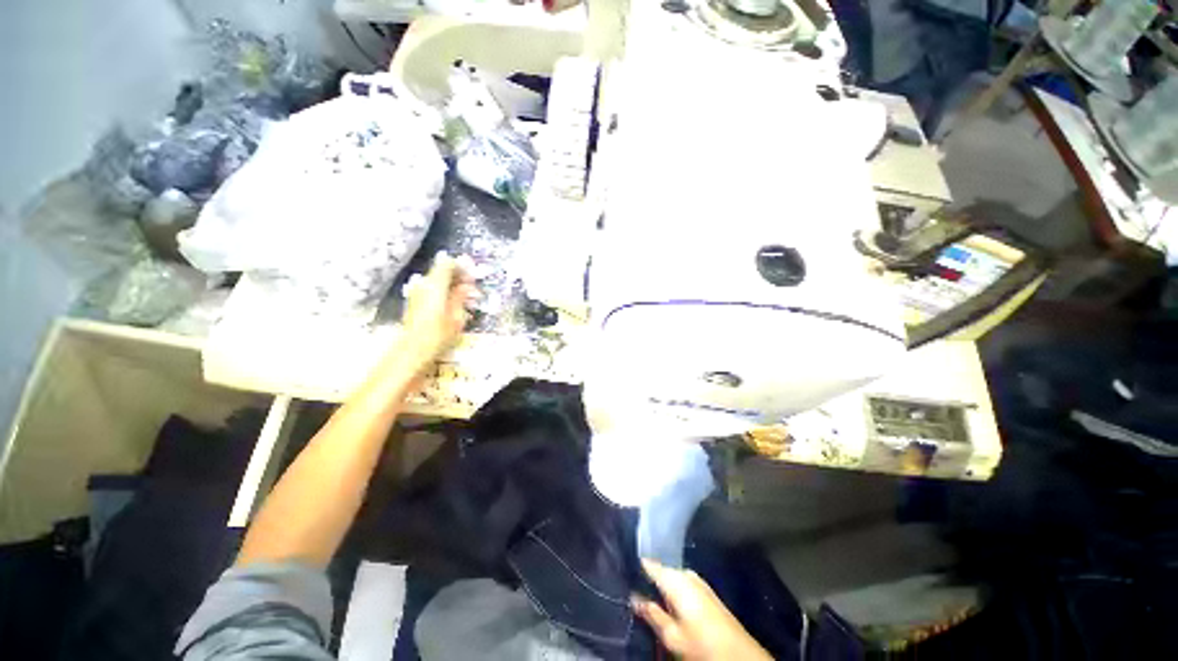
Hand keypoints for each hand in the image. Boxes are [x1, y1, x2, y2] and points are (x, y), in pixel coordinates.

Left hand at [397, 251, 479, 370]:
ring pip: (436, 280)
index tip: (473, 276)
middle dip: (458, 276)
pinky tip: (452, 304)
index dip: (462, 266)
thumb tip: (467, 286)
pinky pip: (431, 289)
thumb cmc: (438, 334)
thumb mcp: (456, 316)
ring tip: (465, 298)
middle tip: (472, 288)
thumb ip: (461, 297)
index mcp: (435, 284)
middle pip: (441, 271)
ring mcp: (416, 292)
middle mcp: (423, 284)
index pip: (447, 263)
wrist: (412, 351)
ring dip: (451, 285)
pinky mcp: (414, 302)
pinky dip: (443, 292)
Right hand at [633, 560, 772, 660]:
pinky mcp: (705, 592)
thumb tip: (634, 597)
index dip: (635, 565)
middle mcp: (686, 574)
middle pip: (660, 570)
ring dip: (660, 585)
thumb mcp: (672, 636)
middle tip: (631, 587)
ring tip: (646, 596)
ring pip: (671, 578)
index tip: (622, 567)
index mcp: (675, 579)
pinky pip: (681, 584)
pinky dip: (672, 590)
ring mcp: (698, 582)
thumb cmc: (702, 645)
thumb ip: (652, 614)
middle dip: (648, 578)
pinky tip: (666, 603)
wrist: (741, 656)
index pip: (649, 564)